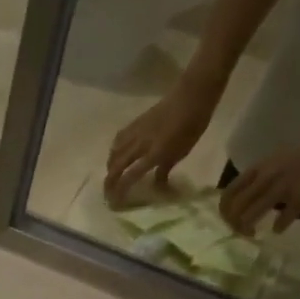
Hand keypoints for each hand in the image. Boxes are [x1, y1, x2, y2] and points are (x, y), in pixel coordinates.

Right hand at [104, 78, 221, 206]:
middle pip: (116, 166)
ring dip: (110, 166)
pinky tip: (116, 153)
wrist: (192, 96)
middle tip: (107, 193)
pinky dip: (114, 149)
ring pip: (114, 152)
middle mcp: (140, 145)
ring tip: (111, 174)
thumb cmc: (192, 126)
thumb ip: (165, 169)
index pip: (130, 177)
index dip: (120, 191)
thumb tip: (156, 185)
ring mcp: (136, 132)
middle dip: (109, 181)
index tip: (115, 203)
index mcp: (154, 154)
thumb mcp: (182, 152)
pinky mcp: (135, 122)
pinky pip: (118, 139)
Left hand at [218, 116, 299, 235]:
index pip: (228, 193)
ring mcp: (282, 188)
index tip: (231, 220)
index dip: (225, 211)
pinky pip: (282, 220)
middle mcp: (265, 178)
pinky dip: (278, 228)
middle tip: (242, 231)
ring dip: (248, 230)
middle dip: (234, 225)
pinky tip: (279, 229)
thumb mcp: (275, 162)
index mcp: (259, 169)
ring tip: (254, 234)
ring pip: (251, 216)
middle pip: (236, 209)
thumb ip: (260, 179)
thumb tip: (246, 200)